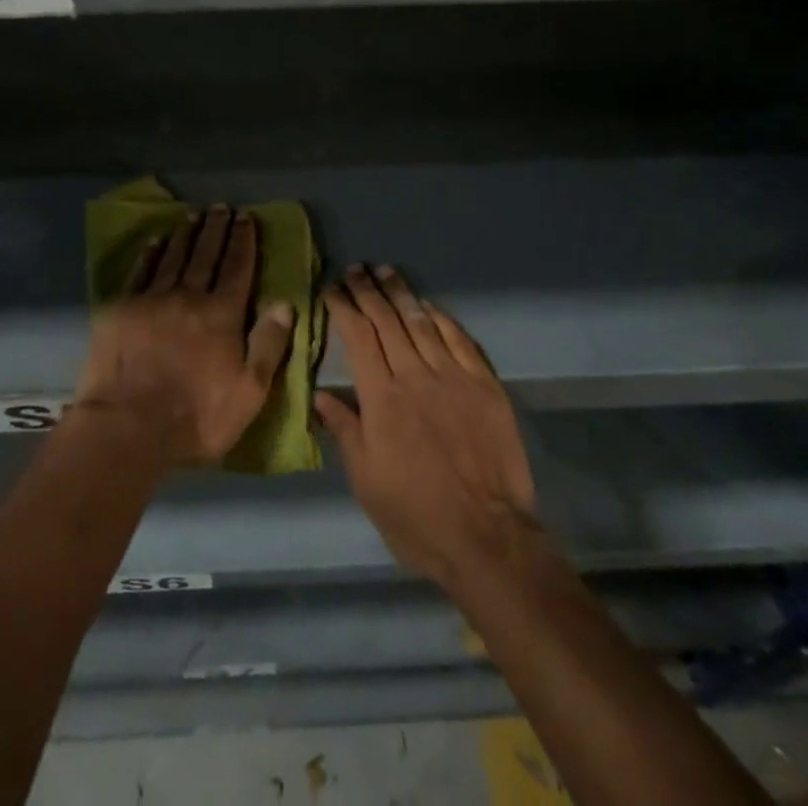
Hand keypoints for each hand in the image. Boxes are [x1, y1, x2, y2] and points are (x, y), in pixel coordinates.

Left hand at [75, 207, 294, 468]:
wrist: (126, 427)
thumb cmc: (196, 417)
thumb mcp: (249, 392)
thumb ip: (269, 345)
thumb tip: (285, 303)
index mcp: (222, 315)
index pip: (238, 268)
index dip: (243, 241)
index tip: (247, 218)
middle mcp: (189, 296)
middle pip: (206, 255)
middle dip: (217, 229)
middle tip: (221, 207)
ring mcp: (152, 299)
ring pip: (174, 257)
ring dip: (186, 234)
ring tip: (194, 215)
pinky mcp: (121, 308)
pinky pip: (141, 271)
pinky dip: (151, 253)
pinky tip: (157, 240)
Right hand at [315, 266, 540, 586]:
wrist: (487, 538)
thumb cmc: (416, 516)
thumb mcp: (366, 481)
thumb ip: (345, 431)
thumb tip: (320, 394)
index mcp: (381, 398)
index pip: (358, 337)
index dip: (343, 308)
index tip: (332, 289)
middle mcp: (415, 376)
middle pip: (387, 321)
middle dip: (368, 291)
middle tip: (356, 269)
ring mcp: (454, 377)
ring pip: (422, 322)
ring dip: (401, 294)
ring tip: (386, 271)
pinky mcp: (485, 385)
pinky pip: (460, 339)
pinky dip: (441, 317)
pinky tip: (429, 305)